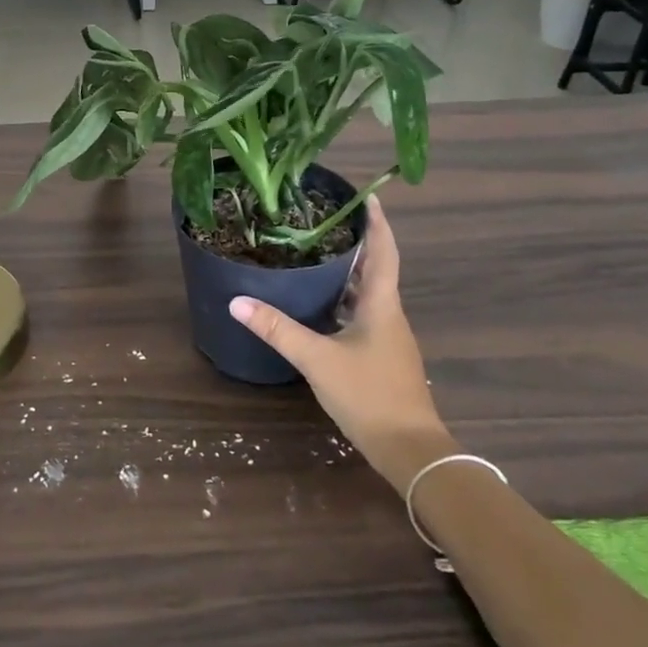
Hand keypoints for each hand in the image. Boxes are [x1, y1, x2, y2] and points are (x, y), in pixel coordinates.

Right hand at [229, 195, 455, 487]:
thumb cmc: (369, 395)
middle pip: (377, 268)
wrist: (410, 451)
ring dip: (351, 271)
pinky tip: (322, 305)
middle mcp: (390, 315)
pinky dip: (345, 300)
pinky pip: (364, 315)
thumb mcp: (317, 359)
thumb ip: (277, 329)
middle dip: (357, 242)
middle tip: (326, 219)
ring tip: (319, 253)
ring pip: (370, 293)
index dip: (376, 222)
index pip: (383, 252)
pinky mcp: (383, 357)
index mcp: (382, 305)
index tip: (368, 195)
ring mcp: (389, 338)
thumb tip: (236, 301)